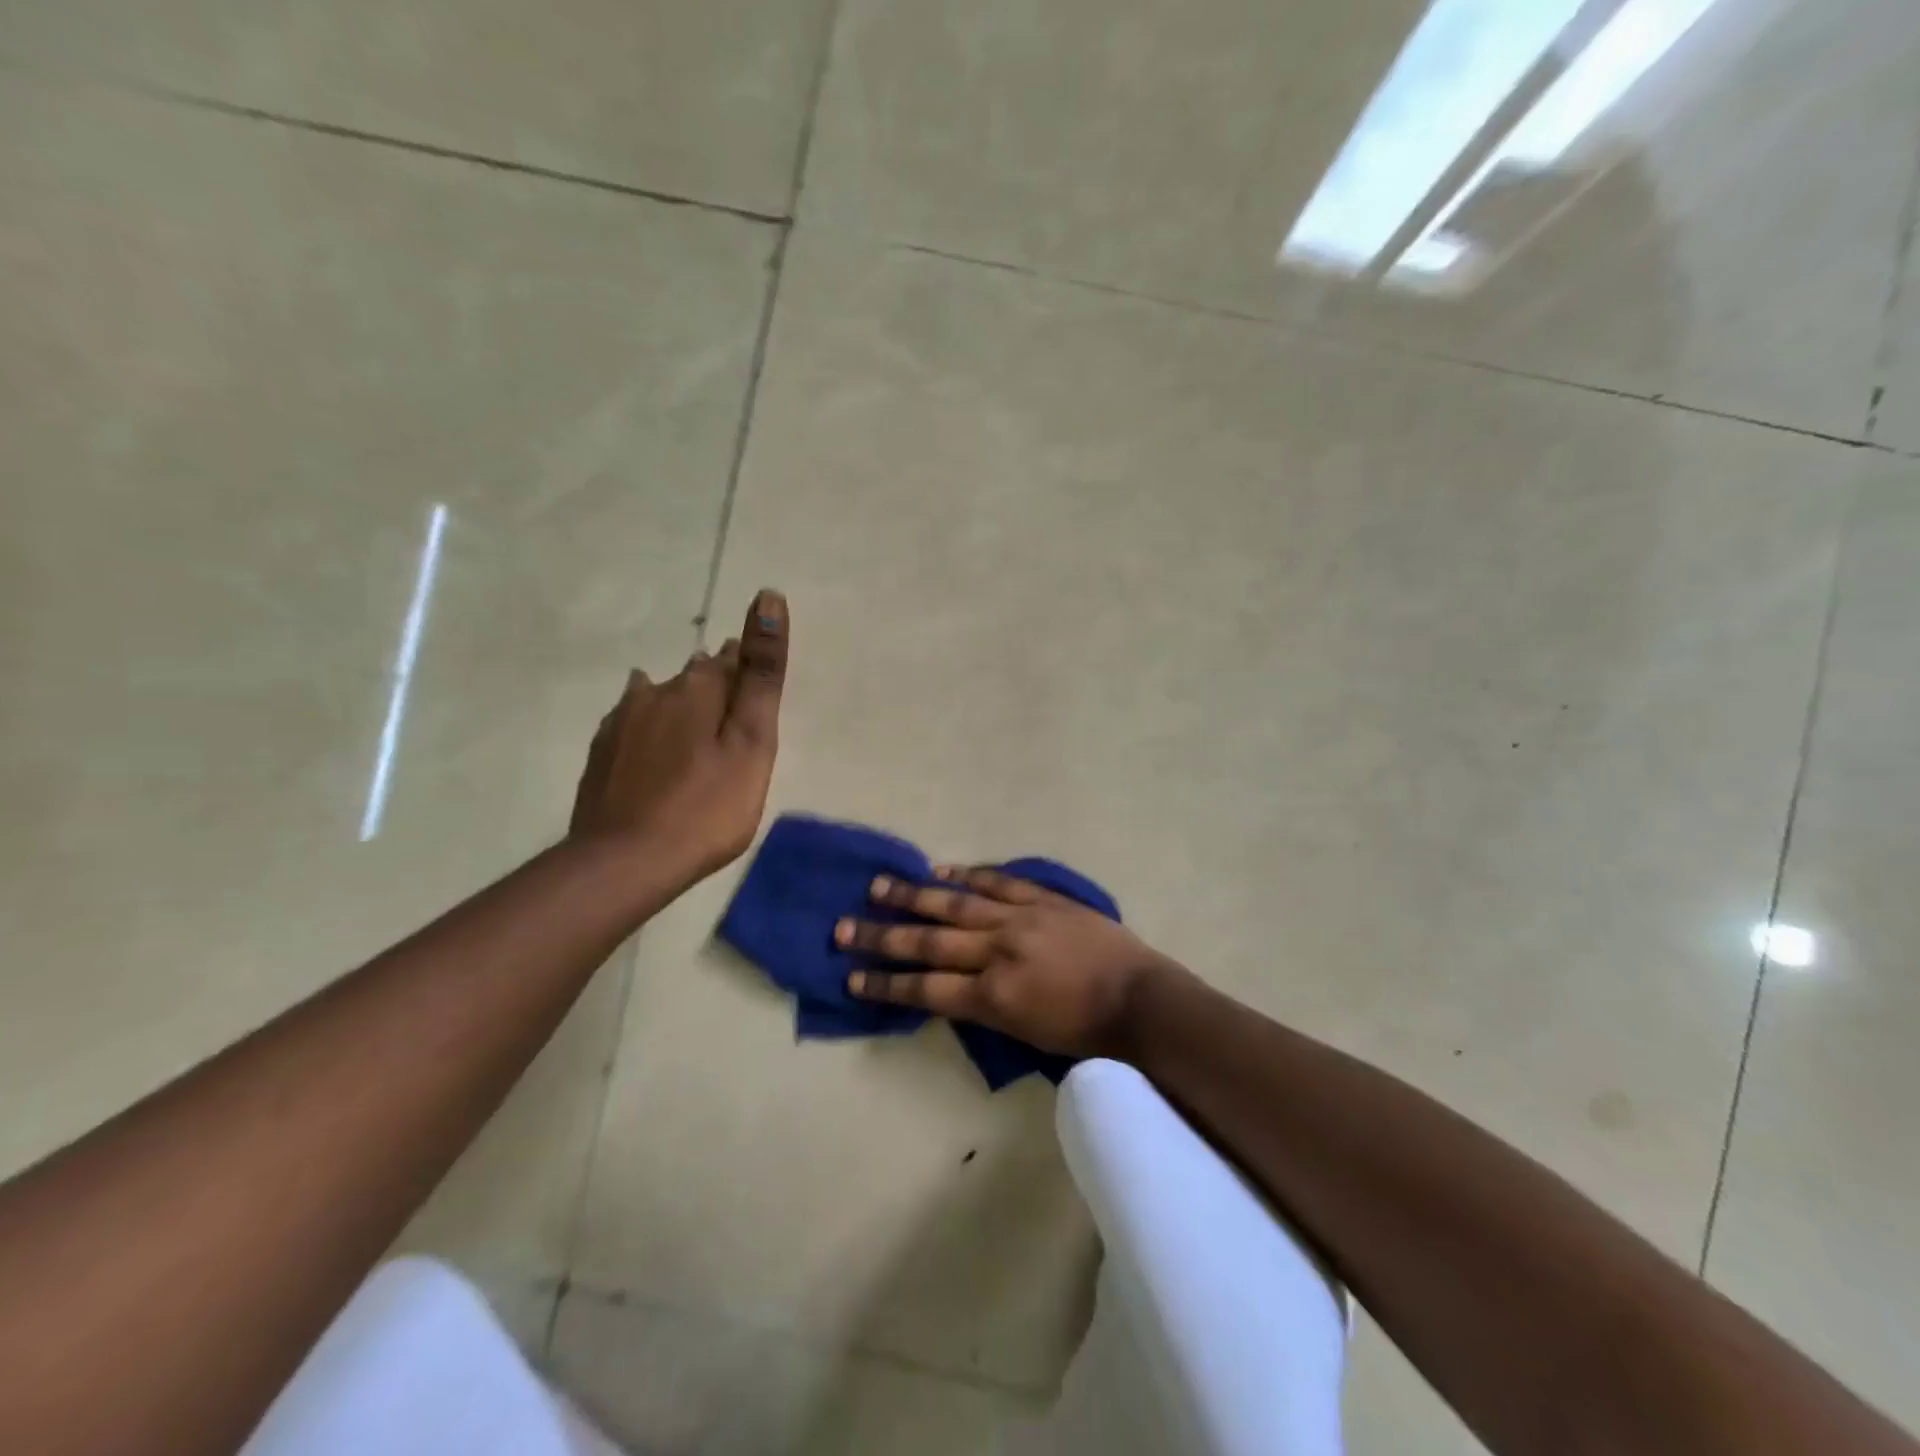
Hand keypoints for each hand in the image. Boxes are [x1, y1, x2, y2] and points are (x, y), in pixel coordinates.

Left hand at [570, 589, 787, 888]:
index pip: (731, 659)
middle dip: (716, 688)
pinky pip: (633, 723)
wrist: (625, 862)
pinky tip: (652, 747)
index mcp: (698, 688)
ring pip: (659, 696)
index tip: (759, 698)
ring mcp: (622, 722)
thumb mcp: (752, 742)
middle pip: (694, 676)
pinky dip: (650, 729)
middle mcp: (655, 692)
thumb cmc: (707, 806)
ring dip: (681, 705)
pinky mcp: (602, 752)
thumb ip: (761, 673)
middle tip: (735, 725)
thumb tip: (769, 597)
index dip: (749, 671)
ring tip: (698, 736)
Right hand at [836, 866, 1180, 1058]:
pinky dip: (968, 876)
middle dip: (882, 936)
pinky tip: (942, 871)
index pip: (926, 989)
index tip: (852, 978)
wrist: (1140, 1000)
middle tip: (843, 927)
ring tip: (878, 885)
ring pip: (956, 903)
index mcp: (993, 996)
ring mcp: (1020, 918)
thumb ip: (984, 1009)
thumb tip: (948, 989)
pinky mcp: (1042, 899)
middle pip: (928, 941)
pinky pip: (998, 882)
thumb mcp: (1025, 1035)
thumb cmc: (1086, 1032)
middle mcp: (997, 952)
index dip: (886, 985)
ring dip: (914, 895)